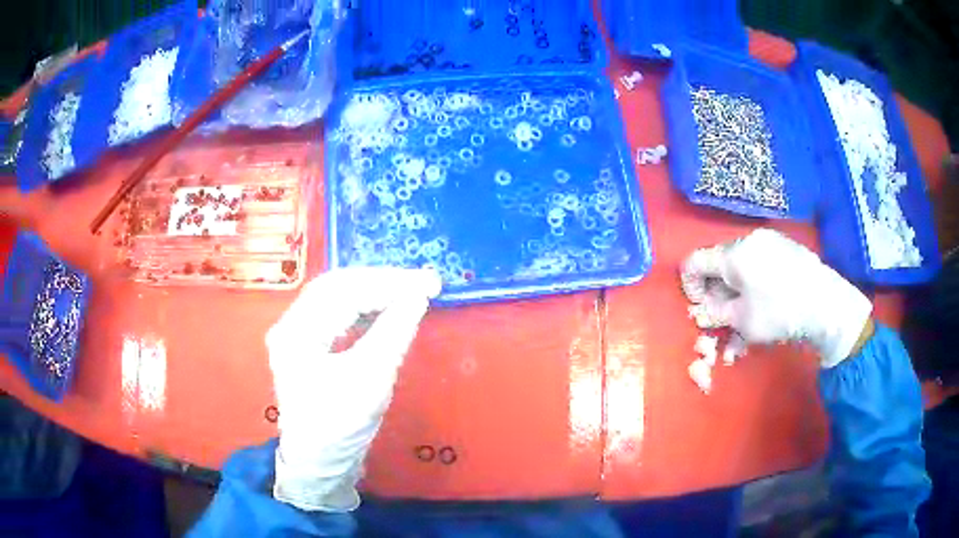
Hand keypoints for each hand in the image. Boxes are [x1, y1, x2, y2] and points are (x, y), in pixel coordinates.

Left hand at [266, 267, 441, 511]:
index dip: (388, 283)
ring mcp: (298, 334)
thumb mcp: (371, 380)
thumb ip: (393, 333)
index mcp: (296, 332)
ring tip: (410, 291)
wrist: (320, 463)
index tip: (427, 283)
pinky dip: (366, 307)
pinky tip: (386, 309)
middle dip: (382, 282)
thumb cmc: (340, 427)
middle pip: (337, 287)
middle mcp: (291, 325)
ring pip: (338, 297)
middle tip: (422, 283)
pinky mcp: (309, 344)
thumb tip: (418, 296)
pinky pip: (338, 313)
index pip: (343, 291)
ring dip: (375, 292)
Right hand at [680, 229, 872, 366]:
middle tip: (722, 318)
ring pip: (743, 266)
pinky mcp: (787, 248)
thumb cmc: (779, 313)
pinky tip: (766, 303)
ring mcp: (771, 242)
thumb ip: (716, 313)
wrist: (826, 305)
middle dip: (716, 293)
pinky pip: (761, 264)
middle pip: (721, 264)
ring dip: (737, 292)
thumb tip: (702, 311)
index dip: (690, 286)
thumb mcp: (742, 320)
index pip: (695, 261)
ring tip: (746, 318)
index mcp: (733, 254)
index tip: (699, 309)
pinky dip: (755, 283)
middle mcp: (750, 240)